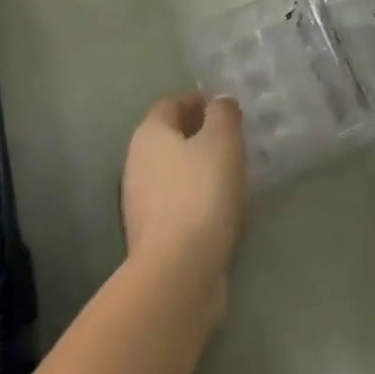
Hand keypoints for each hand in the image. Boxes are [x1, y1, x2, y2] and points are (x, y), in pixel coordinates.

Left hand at [120, 94, 246, 311]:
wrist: (178, 273)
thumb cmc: (200, 193)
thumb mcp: (222, 142)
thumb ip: (223, 114)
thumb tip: (220, 101)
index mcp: (149, 134)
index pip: (171, 103)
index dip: (198, 100)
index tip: (226, 109)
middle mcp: (137, 163)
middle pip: (172, 138)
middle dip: (202, 135)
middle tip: (236, 140)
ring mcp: (142, 203)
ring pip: (177, 173)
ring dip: (203, 170)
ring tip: (237, 175)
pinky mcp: (154, 236)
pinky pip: (181, 205)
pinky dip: (201, 200)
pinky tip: (226, 210)